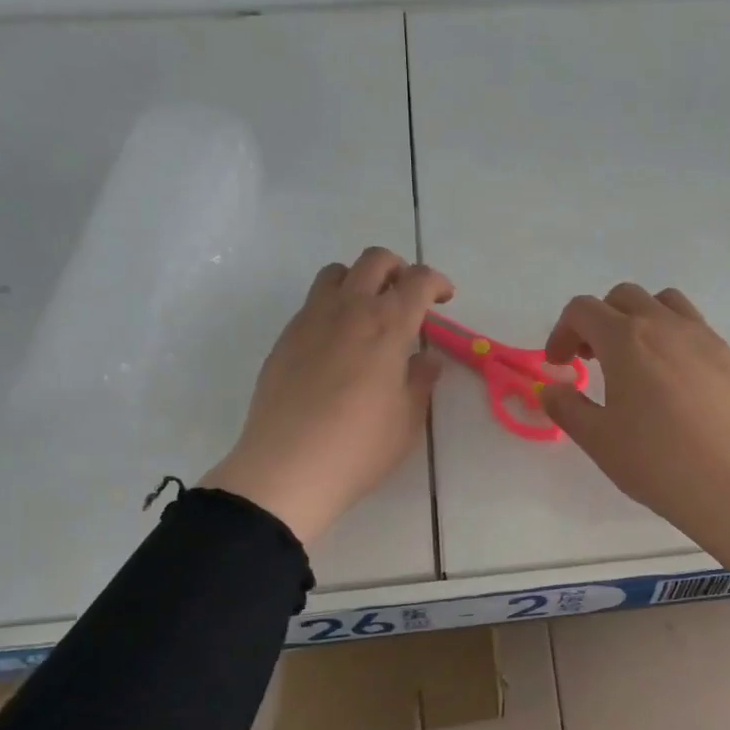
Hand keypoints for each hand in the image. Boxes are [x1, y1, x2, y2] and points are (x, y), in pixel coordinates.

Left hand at [201, 247, 451, 545]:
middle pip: (375, 261)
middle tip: (408, 297)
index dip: (437, 282)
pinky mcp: (285, 339)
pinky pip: (312, 304)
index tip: (444, 299)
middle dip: (399, 269)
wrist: (287, 468)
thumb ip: (420, 381)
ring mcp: (310, 320)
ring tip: (369, 313)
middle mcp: (348, 309)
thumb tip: (425, 359)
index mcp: (387, 325)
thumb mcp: (407, 419)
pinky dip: (333, 307)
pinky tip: (338, 345)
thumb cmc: (360, 447)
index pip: (418, 281)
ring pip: (336, 273)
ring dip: (360, 280)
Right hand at [540, 284, 729, 568]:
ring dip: (640, 320)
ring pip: (665, 303)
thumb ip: (567, 407)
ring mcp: (704, 337)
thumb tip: (552, 389)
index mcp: (626, 340)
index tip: (560, 365)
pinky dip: (674, 339)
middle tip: (593, 359)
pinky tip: (675, 383)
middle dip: (599, 321)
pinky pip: (696, 329)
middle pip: (624, 297)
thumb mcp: (598, 440)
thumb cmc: (657, 462)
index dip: (562, 332)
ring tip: (636, 360)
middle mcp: (666, 325)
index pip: (583, 310)